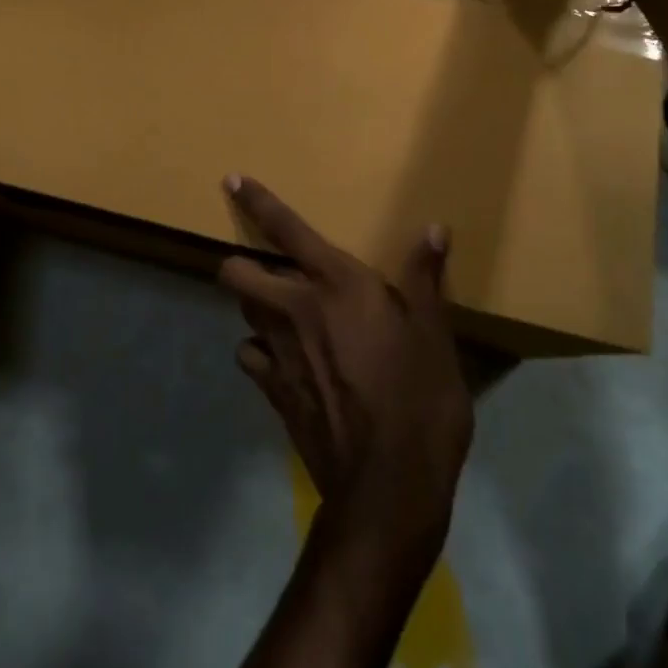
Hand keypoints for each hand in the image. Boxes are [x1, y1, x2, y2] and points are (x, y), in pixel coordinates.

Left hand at [218, 176, 472, 559]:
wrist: (388, 487)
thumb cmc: (419, 399)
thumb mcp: (435, 335)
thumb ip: (426, 278)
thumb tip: (433, 229)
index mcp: (336, 284)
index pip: (286, 229)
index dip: (257, 201)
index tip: (233, 180)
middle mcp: (295, 309)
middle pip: (236, 273)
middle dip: (242, 265)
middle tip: (270, 272)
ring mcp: (278, 354)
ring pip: (242, 314)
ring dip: (255, 309)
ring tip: (281, 316)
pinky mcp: (273, 395)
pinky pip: (251, 360)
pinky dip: (261, 355)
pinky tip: (284, 364)